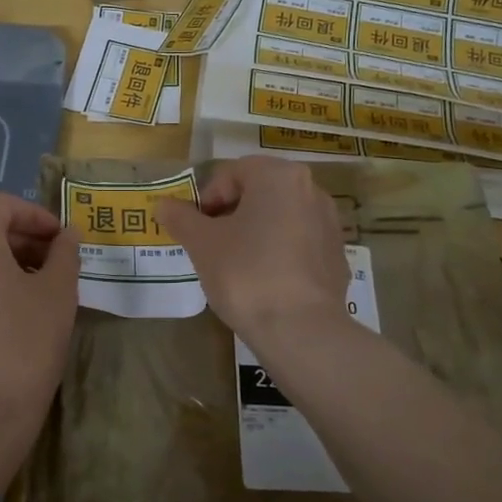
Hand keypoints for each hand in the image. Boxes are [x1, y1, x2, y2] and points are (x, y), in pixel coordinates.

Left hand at [0, 193, 78, 458]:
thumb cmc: (24, 345)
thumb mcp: (57, 294)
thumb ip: (64, 253)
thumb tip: (66, 234)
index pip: (1, 205)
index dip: (36, 215)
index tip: (61, 240)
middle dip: (18, 238)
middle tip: (52, 262)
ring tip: (31, 288)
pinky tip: (3, 311)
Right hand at [154, 157, 349, 343]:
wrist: (300, 329)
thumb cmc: (245, 273)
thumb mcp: (201, 244)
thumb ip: (181, 218)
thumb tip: (163, 205)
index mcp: (278, 176)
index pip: (231, 173)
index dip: (206, 199)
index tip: (196, 230)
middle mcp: (311, 190)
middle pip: (258, 192)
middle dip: (231, 214)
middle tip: (211, 245)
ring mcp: (330, 223)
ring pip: (280, 217)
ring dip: (255, 232)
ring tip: (237, 265)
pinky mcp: (337, 256)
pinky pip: (299, 244)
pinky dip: (279, 253)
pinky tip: (265, 282)